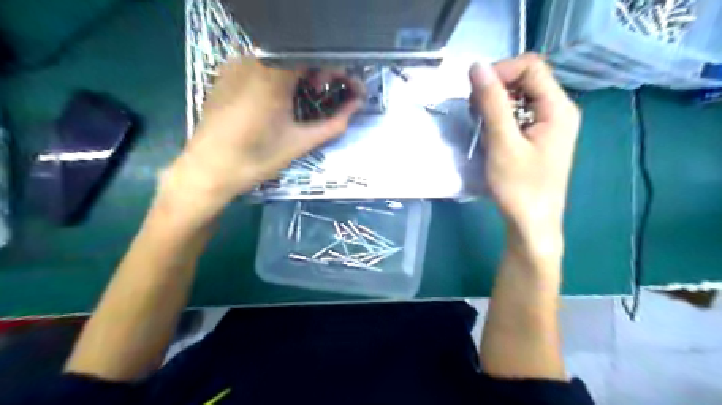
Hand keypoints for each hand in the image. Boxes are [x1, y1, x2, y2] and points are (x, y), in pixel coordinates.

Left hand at [166, 58, 363, 212]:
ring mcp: (235, 66)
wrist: (208, 171)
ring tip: (304, 97)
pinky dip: (279, 76)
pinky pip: (260, 66)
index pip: (313, 54)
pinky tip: (280, 99)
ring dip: (299, 73)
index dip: (332, 67)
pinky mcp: (225, 75)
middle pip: (296, 53)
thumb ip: (333, 124)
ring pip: (278, 59)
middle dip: (318, 70)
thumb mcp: (300, 143)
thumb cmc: (256, 158)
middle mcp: (252, 61)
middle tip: (323, 93)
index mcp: (272, 75)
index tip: (339, 88)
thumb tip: (356, 107)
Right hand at [469, 53, 579, 253]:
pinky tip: (489, 133)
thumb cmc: (519, 187)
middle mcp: (558, 110)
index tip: (475, 93)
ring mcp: (549, 125)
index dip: (501, 71)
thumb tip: (476, 66)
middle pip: (526, 79)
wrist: (531, 224)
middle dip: (496, 89)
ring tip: (479, 124)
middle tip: (474, 112)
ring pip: (520, 97)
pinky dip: (500, 117)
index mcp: (558, 108)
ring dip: (495, 104)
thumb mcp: (503, 143)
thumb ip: (491, 103)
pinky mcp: (538, 137)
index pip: (531, 66)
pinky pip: (518, 114)